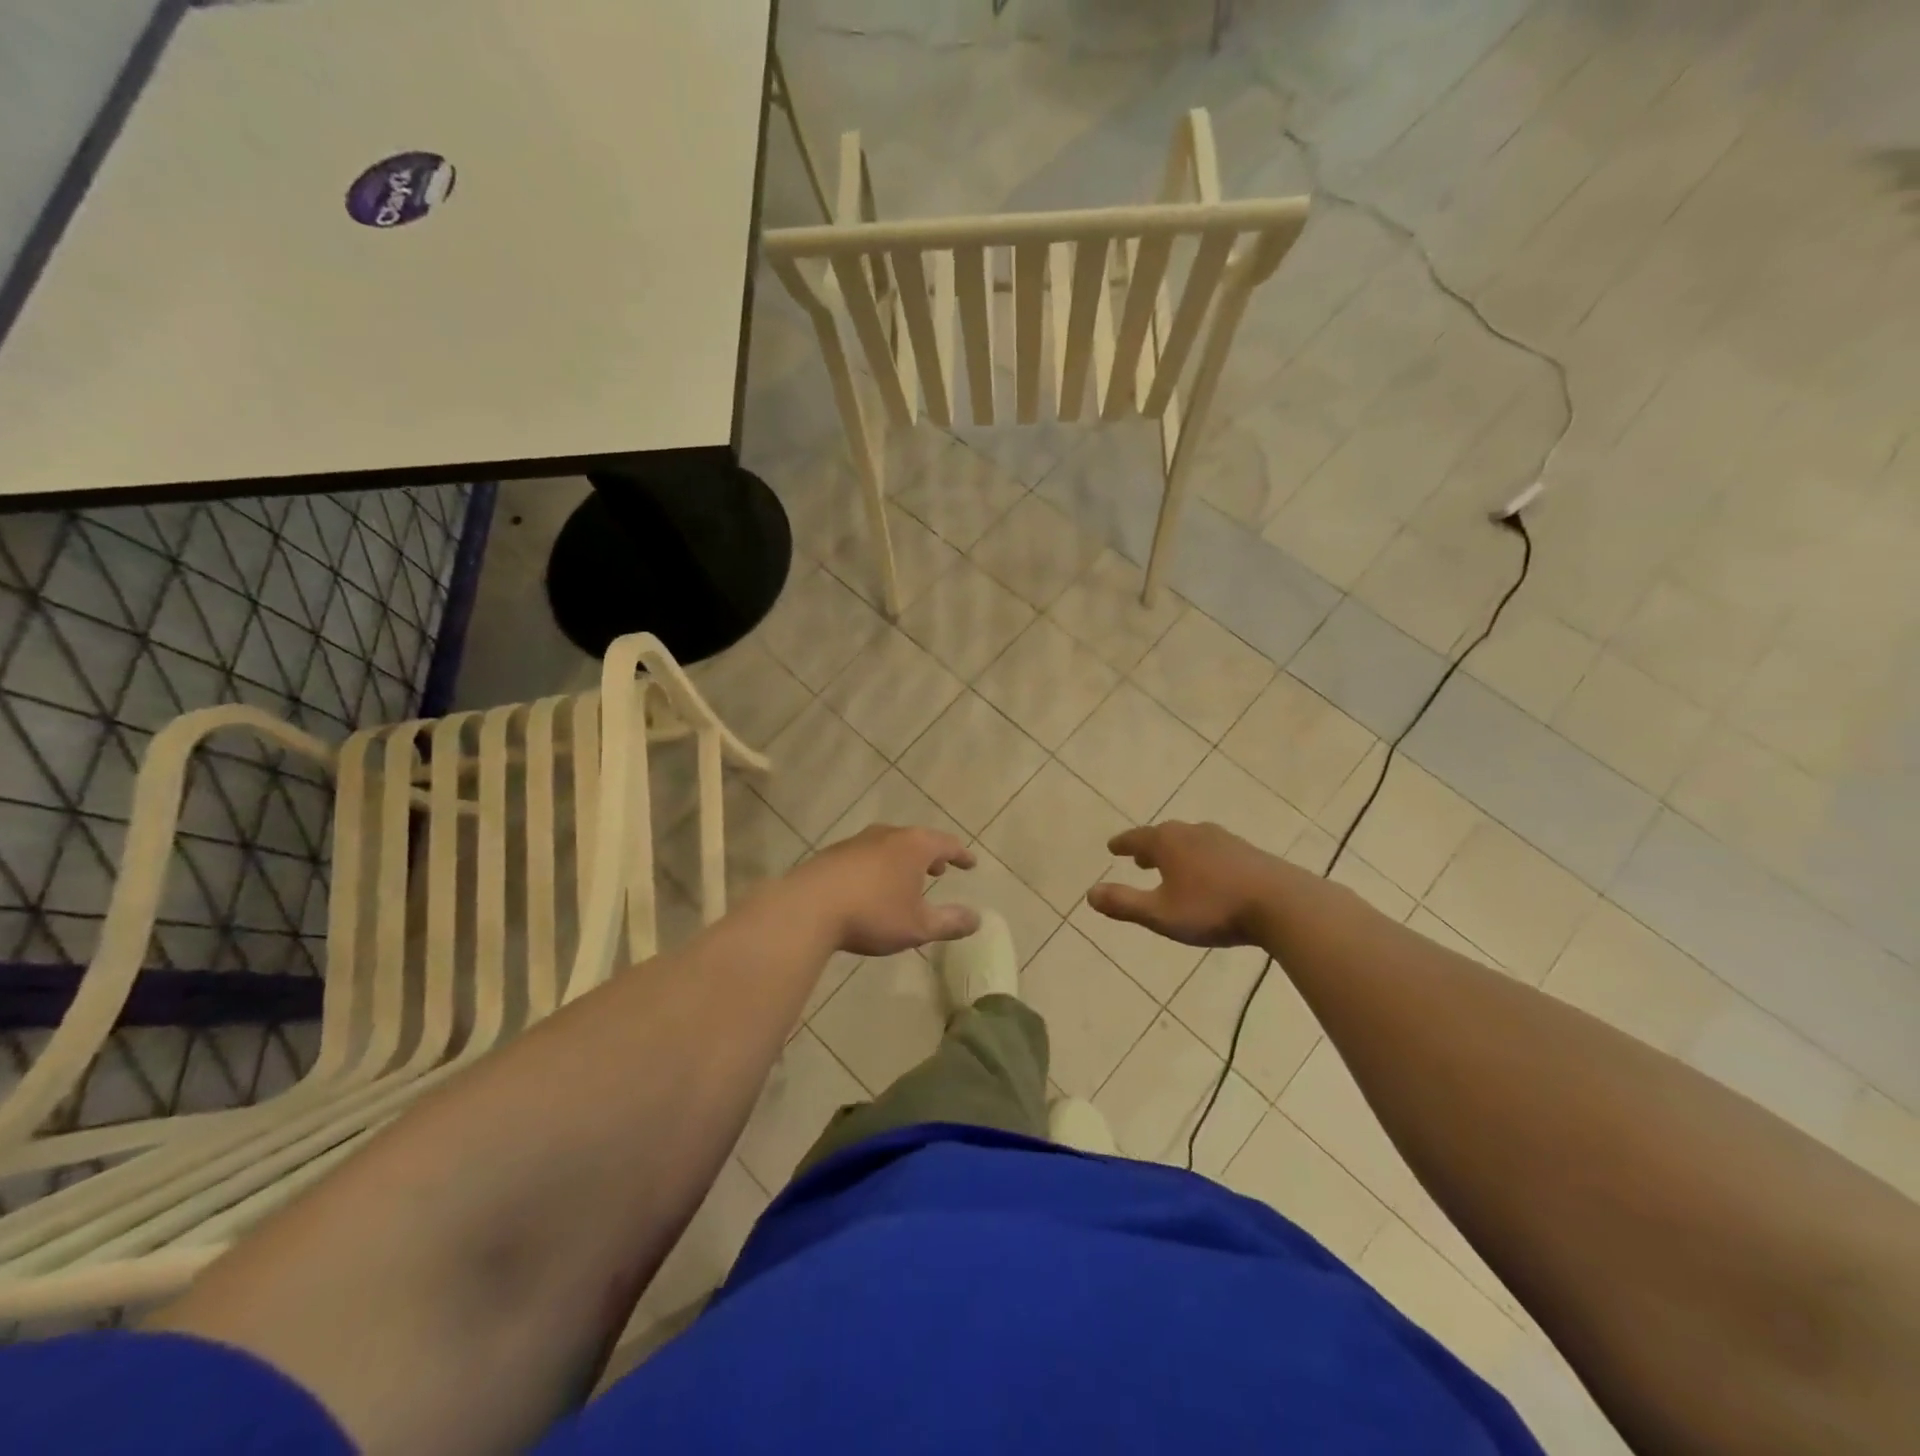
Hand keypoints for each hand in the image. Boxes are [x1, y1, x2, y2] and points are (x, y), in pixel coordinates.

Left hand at [789, 824, 979, 955]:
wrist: (808, 908)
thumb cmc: (873, 914)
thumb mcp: (918, 926)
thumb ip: (950, 922)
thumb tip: (977, 919)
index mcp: (914, 846)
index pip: (946, 844)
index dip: (961, 855)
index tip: (970, 864)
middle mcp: (887, 835)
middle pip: (916, 840)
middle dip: (930, 856)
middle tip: (939, 871)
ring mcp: (857, 842)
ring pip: (888, 846)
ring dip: (902, 861)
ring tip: (905, 880)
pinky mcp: (832, 854)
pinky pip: (865, 856)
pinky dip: (878, 867)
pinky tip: (871, 887)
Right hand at [1087, 821, 1284, 947]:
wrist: (1281, 904)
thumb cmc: (1213, 908)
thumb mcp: (1160, 914)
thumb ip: (1124, 904)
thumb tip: (1089, 894)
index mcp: (1167, 843)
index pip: (1136, 839)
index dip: (1122, 845)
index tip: (1112, 848)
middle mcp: (1193, 833)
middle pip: (1164, 836)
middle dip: (1149, 847)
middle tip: (1139, 858)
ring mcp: (1224, 840)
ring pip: (1191, 841)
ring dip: (1176, 852)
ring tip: (1172, 866)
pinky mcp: (1248, 853)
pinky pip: (1213, 850)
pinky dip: (1200, 858)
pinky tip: (1209, 875)